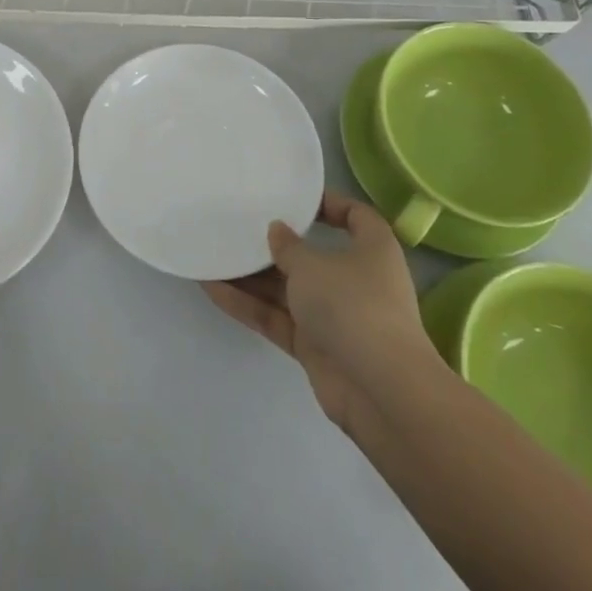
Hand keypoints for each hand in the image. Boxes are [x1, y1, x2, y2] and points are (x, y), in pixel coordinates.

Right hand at [202, 191, 438, 431]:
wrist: (379, 391)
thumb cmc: (353, 305)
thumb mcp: (312, 264)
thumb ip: (288, 246)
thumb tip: (278, 231)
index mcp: (372, 250)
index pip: (356, 216)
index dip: (329, 204)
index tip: (293, 199)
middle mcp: (356, 280)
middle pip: (312, 256)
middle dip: (274, 245)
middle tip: (237, 227)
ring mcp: (335, 317)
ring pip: (288, 290)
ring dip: (252, 277)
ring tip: (212, 255)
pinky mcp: (315, 347)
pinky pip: (277, 318)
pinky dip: (249, 306)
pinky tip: (212, 289)